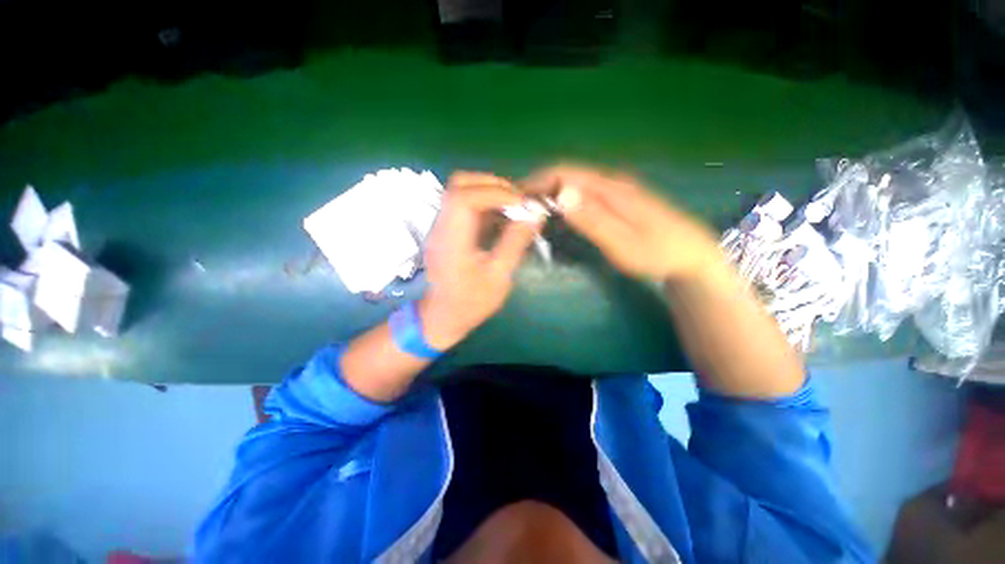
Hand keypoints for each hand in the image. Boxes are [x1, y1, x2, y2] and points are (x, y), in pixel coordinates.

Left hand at [420, 172, 542, 348]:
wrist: (443, 316)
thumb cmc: (471, 302)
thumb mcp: (498, 277)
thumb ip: (515, 243)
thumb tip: (535, 214)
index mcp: (451, 240)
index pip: (464, 198)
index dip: (495, 192)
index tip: (522, 202)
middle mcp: (441, 226)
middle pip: (459, 185)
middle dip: (493, 185)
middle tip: (518, 200)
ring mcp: (442, 226)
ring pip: (461, 190)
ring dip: (489, 192)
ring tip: (513, 206)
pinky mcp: (447, 229)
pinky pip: (464, 204)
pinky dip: (485, 203)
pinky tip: (501, 216)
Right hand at [523, 165, 722, 281]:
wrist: (691, 255)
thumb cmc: (657, 253)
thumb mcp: (623, 241)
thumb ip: (593, 218)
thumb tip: (562, 193)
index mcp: (610, 188)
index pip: (566, 172)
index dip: (538, 180)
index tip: (517, 196)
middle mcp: (611, 183)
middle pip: (568, 175)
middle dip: (541, 186)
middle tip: (520, 207)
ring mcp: (616, 191)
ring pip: (575, 184)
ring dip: (551, 193)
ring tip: (533, 210)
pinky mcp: (618, 201)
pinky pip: (584, 194)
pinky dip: (564, 200)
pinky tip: (558, 214)